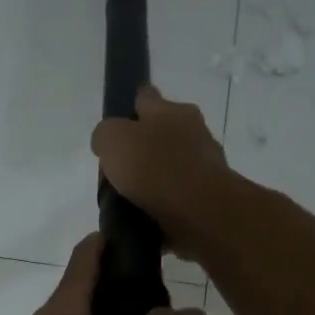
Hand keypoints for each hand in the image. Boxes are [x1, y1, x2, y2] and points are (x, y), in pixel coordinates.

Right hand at [90, 86, 230, 259]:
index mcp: (170, 110)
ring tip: (131, 201)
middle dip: (144, 148)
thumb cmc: (153, 168)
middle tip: (120, 171)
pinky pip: (180, 195)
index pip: (146, 97)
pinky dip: (166, 204)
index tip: (116, 127)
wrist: (199, 211)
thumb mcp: (112, 140)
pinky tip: (149, 217)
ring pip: (173, 166)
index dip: (129, 108)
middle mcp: (193, 130)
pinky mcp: (209, 196)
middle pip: (162, 133)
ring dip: (156, 179)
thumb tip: (107, 143)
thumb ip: (105, 135)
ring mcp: (205, 164)